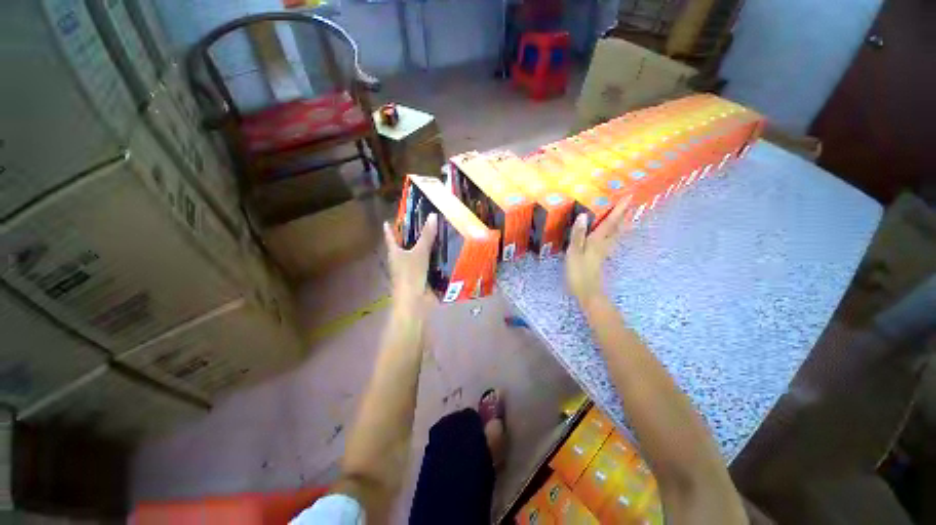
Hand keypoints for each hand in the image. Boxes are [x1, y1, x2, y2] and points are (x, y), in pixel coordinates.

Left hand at [383, 214, 438, 312]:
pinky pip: (431, 263)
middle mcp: (402, 260)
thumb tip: (433, 215)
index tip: (389, 219)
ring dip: (429, 246)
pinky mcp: (424, 277)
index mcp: (395, 253)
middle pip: (407, 245)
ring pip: (421, 254)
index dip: (390, 228)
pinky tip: (447, 251)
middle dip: (416, 235)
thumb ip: (427, 236)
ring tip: (441, 232)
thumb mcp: (419, 253)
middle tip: (427, 220)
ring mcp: (413, 269)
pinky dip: (437, 258)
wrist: (416, 302)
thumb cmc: (411, 275)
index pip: (391, 237)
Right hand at [566, 197, 632, 304]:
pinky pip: (611, 241)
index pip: (609, 222)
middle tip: (631, 205)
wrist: (587, 291)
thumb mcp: (574, 252)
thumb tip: (582, 216)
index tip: (629, 196)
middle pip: (617, 228)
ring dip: (621, 225)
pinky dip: (614, 234)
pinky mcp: (600, 258)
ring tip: (627, 217)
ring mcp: (604, 252)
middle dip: (624, 216)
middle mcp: (604, 244)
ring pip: (616, 235)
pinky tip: (612, 236)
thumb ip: (578, 234)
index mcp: (597, 241)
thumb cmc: (578, 272)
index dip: (618, 210)